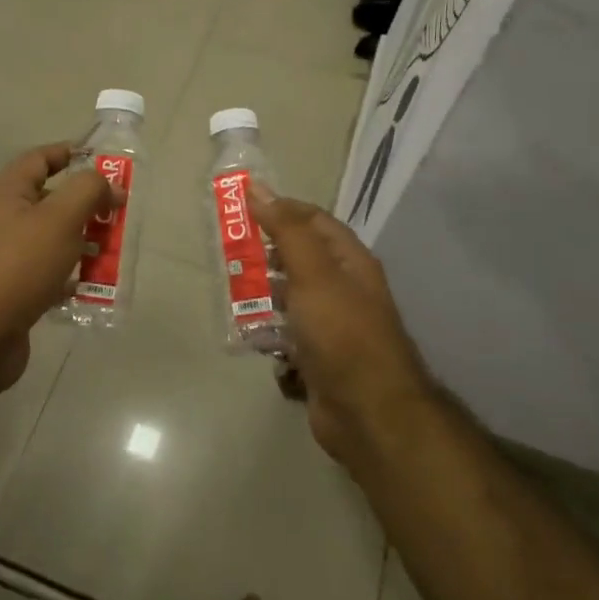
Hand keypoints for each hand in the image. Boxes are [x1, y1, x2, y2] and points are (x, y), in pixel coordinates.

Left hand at [0, 144, 113, 398]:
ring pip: (51, 239)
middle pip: (48, 201)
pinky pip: (47, 274)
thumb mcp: (60, 218)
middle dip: (84, 204)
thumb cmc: (20, 266)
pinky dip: (69, 277)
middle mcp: (3, 221)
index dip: (67, 153)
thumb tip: (109, 184)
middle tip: (116, 212)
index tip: (100, 159)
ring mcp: (5, 258)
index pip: (38, 159)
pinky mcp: (12, 291)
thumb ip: (88, 191)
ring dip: (81, 242)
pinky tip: (90, 286)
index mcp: (8, 195)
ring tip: (111, 251)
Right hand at [250, 187, 434, 467]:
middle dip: (266, 257)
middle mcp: (343, 289)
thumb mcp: (313, 273)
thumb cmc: (342, 333)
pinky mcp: (317, 358)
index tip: (243, 208)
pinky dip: (271, 336)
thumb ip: (287, 230)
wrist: (368, 411)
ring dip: (263, 298)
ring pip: (289, 300)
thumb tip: (259, 188)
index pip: (313, 221)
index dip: (281, 209)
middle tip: (230, 255)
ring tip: (235, 297)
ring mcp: (331, 326)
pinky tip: (255, 340)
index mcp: (349, 262)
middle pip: (299, 259)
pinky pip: (287, 337)